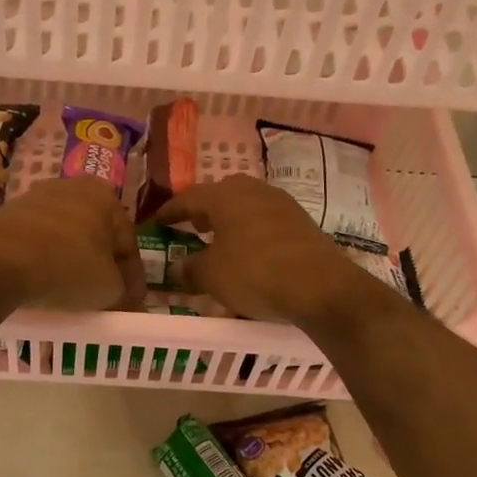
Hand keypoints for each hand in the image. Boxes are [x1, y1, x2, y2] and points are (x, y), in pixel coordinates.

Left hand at [0, 178, 145, 311]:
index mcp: (105, 196)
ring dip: (74, 262)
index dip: (133, 278)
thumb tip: (121, 296)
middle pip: (97, 235)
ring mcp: (37, 197)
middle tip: (106, 296)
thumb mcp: (108, 287)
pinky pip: (39, 240)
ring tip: (74, 293)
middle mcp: (73, 187)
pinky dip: (47, 259)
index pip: (128, 243)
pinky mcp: (9, 213)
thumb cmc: (66, 266)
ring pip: (67, 236)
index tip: (132, 304)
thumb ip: (123, 291)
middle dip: (103, 266)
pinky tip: (45, 281)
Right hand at [153, 176, 372, 327]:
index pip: (187, 198)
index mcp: (224, 196)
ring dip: (229, 221)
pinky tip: (249, 253)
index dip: (169, 211)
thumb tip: (178, 265)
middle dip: (203, 211)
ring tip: (219, 241)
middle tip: (191, 227)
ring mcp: (281, 204)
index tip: (156, 222)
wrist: (320, 286)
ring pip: (245, 207)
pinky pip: (265, 222)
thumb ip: (190, 268)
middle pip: (220, 195)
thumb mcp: (211, 275)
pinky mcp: (301, 222)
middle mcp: (253, 190)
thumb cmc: (254, 273)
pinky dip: (251, 233)